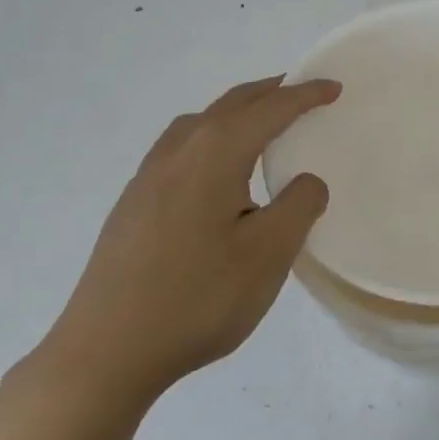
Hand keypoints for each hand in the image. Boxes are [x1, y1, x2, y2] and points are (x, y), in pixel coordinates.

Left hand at [36, 75, 339, 411]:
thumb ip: (299, 206)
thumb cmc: (197, 298)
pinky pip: (180, 149)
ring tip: (259, 124)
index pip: (269, 110)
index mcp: (213, 154)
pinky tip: (213, 172)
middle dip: (269, 93)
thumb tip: (306, 180)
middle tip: (300, 91)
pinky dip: (210, 138)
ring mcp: (147, 178)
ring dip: (235, 113)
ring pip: (198, 124)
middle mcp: (177, 153)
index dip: (305, 95)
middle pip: (229, 106)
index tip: (334, 87)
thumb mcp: (268, 254)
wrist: (105, 352)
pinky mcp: (132, 206)